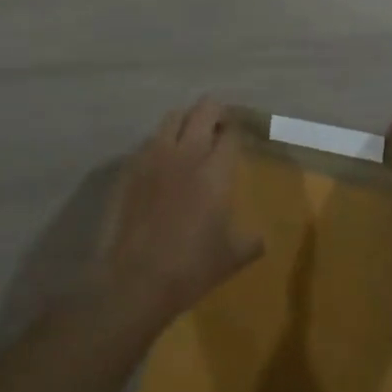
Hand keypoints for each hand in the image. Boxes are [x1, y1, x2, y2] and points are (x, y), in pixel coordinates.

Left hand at [98, 98, 263, 327]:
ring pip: (173, 117)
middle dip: (215, 112)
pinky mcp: (130, 168)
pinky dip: (160, 143)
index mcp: (215, 172)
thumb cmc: (190, 269)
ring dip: (186, 121)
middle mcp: (186, 154)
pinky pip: (149, 141)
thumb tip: (261, 239)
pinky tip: (162, 163)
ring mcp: (154, 157)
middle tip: (219, 126)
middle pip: (203, 110)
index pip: (230, 133)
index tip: (238, 135)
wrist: (134, 281)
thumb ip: (249, 242)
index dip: (236, 130)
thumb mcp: (230, 258)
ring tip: (189, 137)